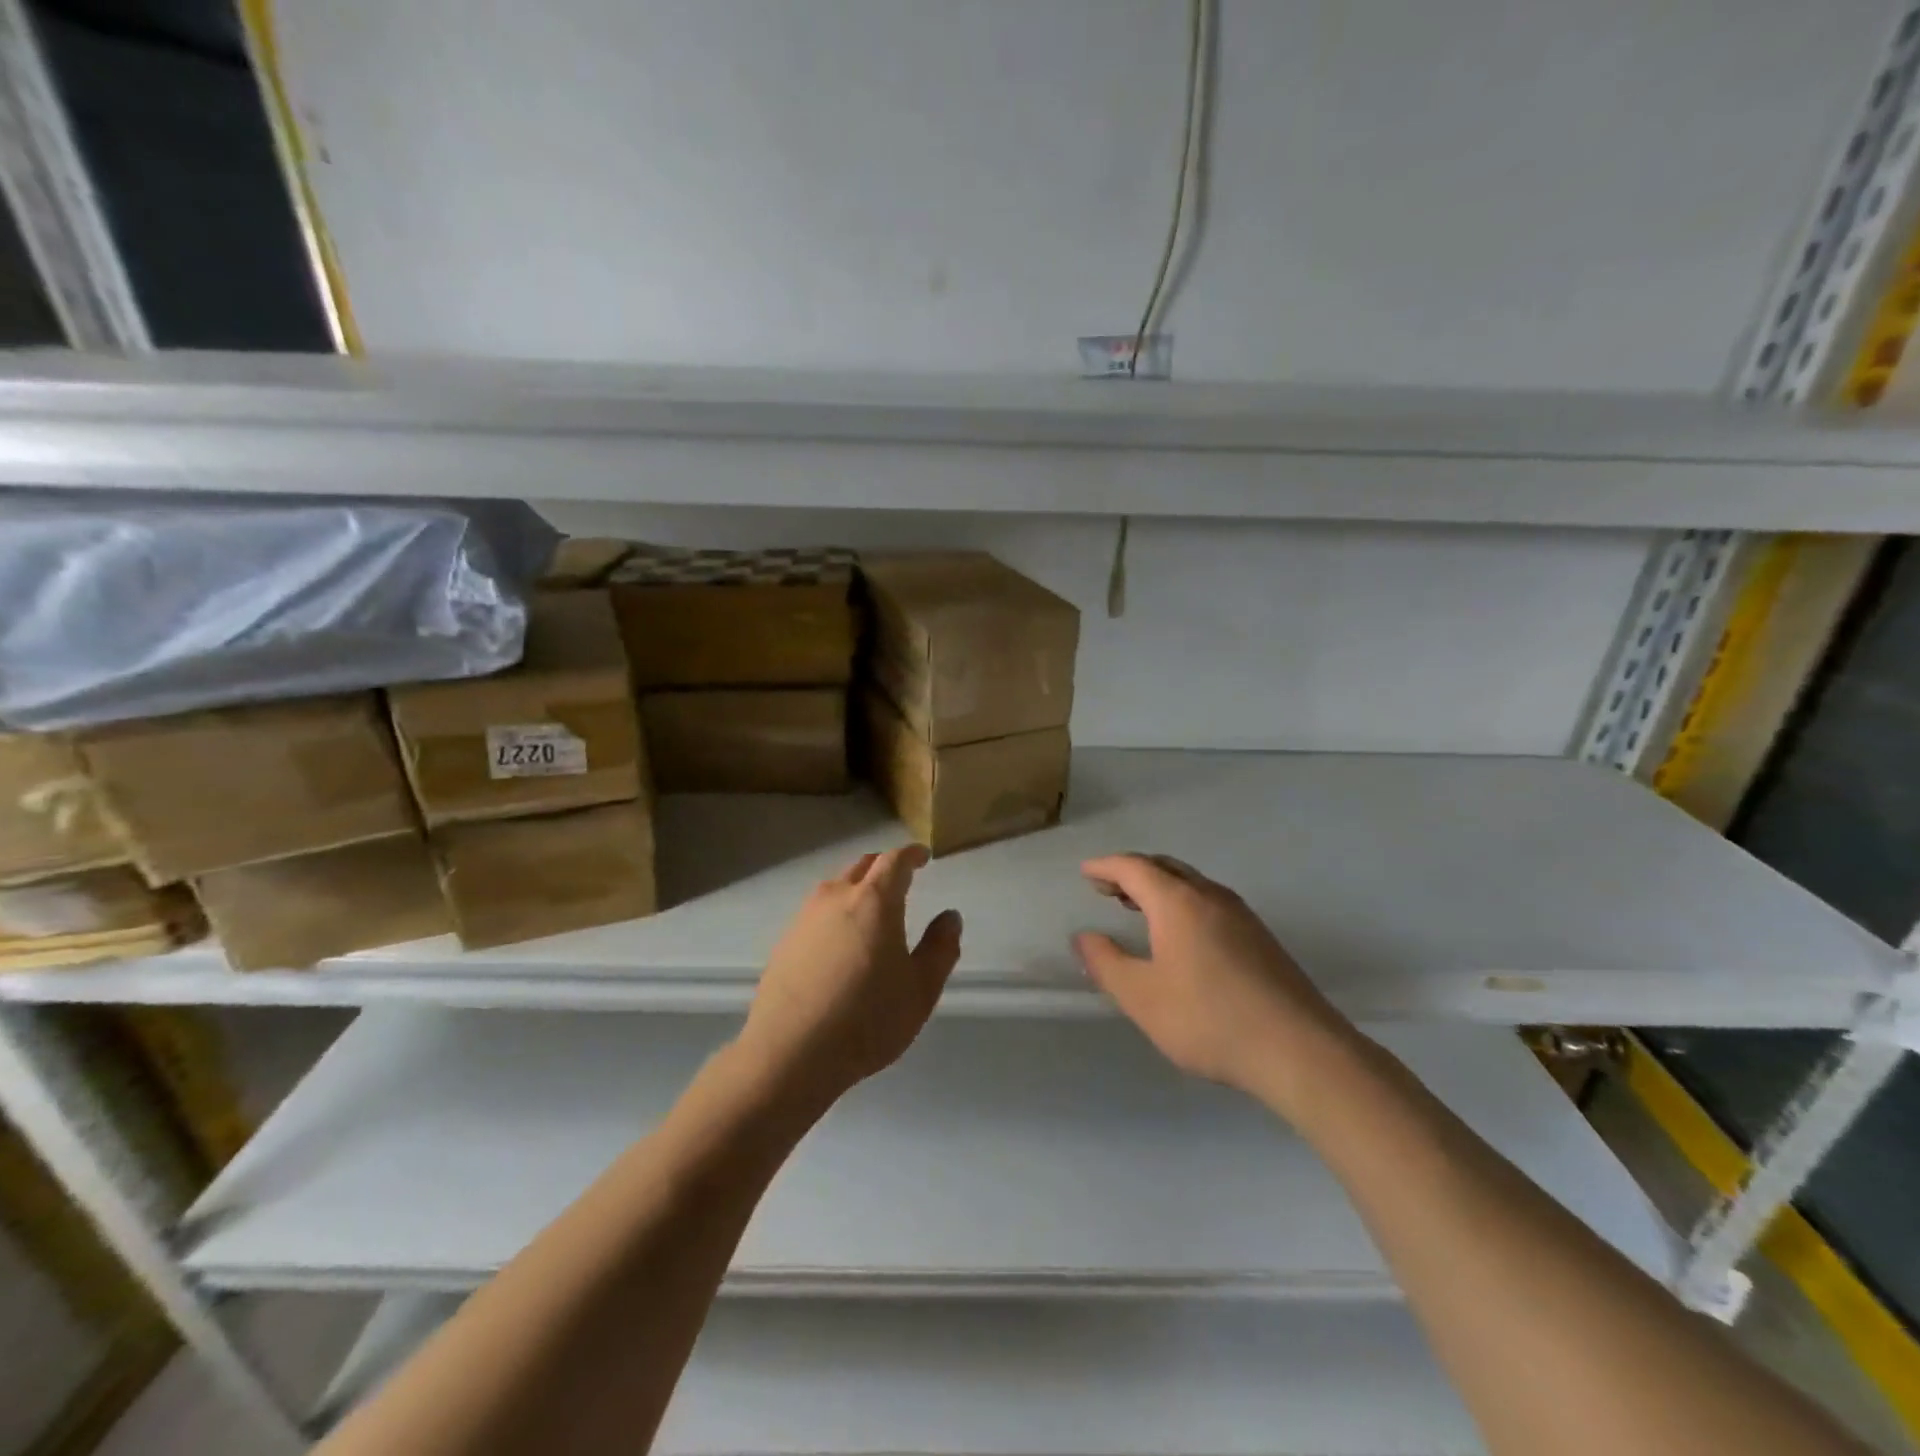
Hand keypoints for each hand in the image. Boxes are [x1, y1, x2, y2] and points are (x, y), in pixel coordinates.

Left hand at [741, 845, 961, 1101]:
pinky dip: (836, 914)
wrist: (789, 1053)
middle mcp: (836, 897)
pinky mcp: (785, 942)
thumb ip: (940, 948)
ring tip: (871, 911)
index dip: (911, 855)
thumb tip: (950, 916)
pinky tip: (840, 943)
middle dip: (884, 867)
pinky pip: (817, 913)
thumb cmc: (867, 1019)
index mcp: (874, 901)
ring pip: (836, 887)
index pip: (895, 861)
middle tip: (901, 879)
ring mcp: (805, 918)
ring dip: (857, 888)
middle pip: (862, 867)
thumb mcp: (920, 989)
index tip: (923, 857)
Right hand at [1074, 853, 1356, 1107]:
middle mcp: (1210, 896)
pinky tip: (1181, 933)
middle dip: (1132, 872)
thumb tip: (1083, 937)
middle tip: (1107, 887)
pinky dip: (1182, 902)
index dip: (1106, 867)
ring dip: (1159, 886)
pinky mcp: (1260, 937)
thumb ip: (1107, 964)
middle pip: (1165, 867)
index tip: (1086, 872)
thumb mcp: (1142, 997)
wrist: (1299, 1049)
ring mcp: (1241, 915)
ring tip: (1137, 906)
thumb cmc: (1209, 1019)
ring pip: (1191, 883)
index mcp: (1178, 902)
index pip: (1134, 868)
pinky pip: (1209, 901)